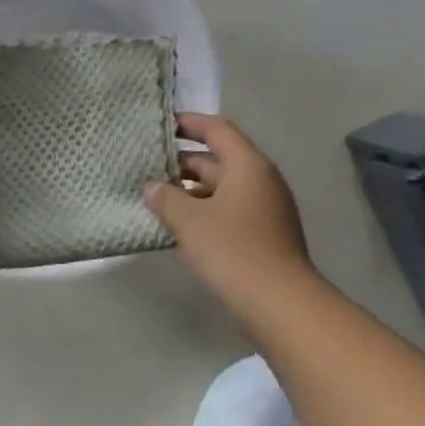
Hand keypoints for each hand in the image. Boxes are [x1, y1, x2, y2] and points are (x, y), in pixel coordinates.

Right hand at [146, 112, 311, 302]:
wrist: (278, 302)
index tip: (161, 124)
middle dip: (181, 163)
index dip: (188, 123)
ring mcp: (264, 209)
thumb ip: (166, 197)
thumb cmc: (233, 250)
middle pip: (217, 159)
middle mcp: (260, 180)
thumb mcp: (189, 220)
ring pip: (220, 189)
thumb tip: (152, 187)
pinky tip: (176, 227)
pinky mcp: (262, 235)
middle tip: (146, 168)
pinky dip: (202, 212)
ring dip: (189, 191)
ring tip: (154, 198)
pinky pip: (226, 211)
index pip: (217, 130)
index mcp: (247, 165)